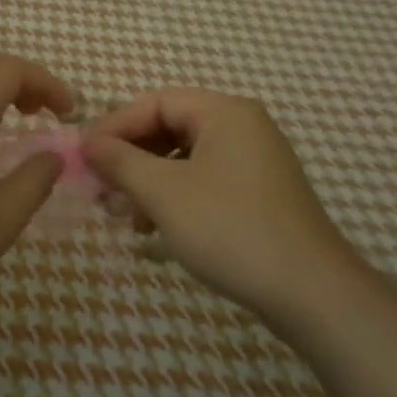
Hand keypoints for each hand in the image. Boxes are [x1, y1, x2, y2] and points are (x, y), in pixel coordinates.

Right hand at [84, 90, 356, 324]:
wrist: (312, 294)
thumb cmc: (231, 229)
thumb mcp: (164, 193)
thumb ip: (120, 162)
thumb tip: (88, 143)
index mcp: (224, 112)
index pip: (156, 102)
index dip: (115, 126)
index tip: (84, 156)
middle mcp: (242, 127)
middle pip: (170, 128)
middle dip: (130, 158)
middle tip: (100, 188)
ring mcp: (255, 162)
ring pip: (185, 159)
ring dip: (148, 182)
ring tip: (122, 215)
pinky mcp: (259, 194)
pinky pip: (205, 181)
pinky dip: (174, 197)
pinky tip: (154, 229)